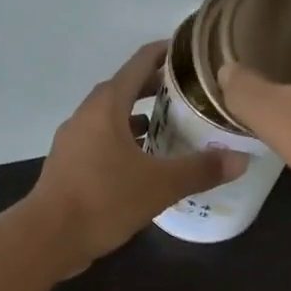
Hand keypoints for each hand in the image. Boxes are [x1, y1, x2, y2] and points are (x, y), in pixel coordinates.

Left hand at [28, 41, 247, 275]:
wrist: (48, 237)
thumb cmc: (104, 200)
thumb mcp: (160, 185)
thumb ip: (200, 170)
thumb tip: (241, 160)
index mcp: (107, 106)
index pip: (139, 63)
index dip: (165, 53)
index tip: (190, 53)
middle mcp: (86, 116)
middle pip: (124, 90)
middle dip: (154, 89)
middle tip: (187, 96)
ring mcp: (73, 143)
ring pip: (110, 121)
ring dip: (137, 121)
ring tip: (168, 131)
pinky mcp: (68, 168)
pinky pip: (101, 145)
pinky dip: (123, 146)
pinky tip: (141, 167)